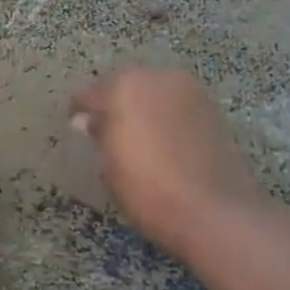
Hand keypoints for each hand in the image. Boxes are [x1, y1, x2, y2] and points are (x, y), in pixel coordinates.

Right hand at [70, 66, 268, 259]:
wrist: (213, 212)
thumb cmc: (147, 187)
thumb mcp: (108, 163)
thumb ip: (98, 132)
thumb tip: (90, 120)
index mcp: (125, 86)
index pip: (90, 94)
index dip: (80, 112)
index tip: (75, 129)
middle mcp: (159, 77)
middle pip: (126, 86)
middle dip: (114, 105)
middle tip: (105, 133)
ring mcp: (191, 91)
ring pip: (155, 94)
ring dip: (143, 109)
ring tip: (135, 139)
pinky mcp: (213, 110)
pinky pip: (177, 107)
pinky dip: (166, 118)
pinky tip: (162, 143)